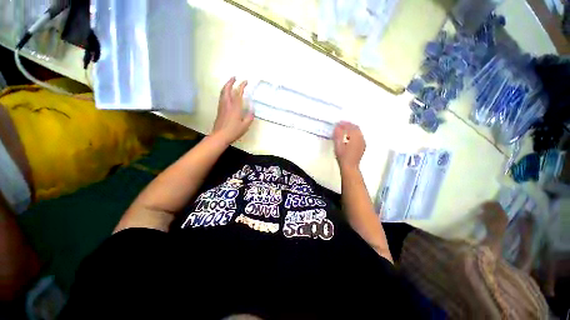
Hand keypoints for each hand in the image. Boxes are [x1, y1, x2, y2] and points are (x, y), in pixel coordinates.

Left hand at [212, 77, 253, 144]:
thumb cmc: (233, 131)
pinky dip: (224, 92)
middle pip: (227, 89)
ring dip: (226, 86)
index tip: (246, 81)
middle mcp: (227, 104)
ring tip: (230, 83)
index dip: (242, 86)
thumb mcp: (245, 126)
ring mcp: (222, 106)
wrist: (220, 136)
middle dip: (230, 82)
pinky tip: (227, 95)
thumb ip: (249, 117)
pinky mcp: (219, 110)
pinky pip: (221, 97)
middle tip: (234, 77)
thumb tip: (252, 110)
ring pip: (223, 92)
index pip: (238, 93)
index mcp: (235, 107)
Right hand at [333, 121, 365, 170]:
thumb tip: (337, 127)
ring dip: (351, 129)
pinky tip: (349, 137)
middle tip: (341, 124)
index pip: (350, 126)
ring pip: (358, 132)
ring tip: (344, 130)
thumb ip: (338, 135)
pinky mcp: (362, 147)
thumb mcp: (338, 145)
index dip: (344, 123)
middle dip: (348, 125)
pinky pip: (359, 137)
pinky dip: (354, 134)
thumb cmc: (343, 156)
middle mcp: (361, 138)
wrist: (350, 167)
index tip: (338, 123)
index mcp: (355, 137)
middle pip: (356, 128)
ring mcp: (362, 143)